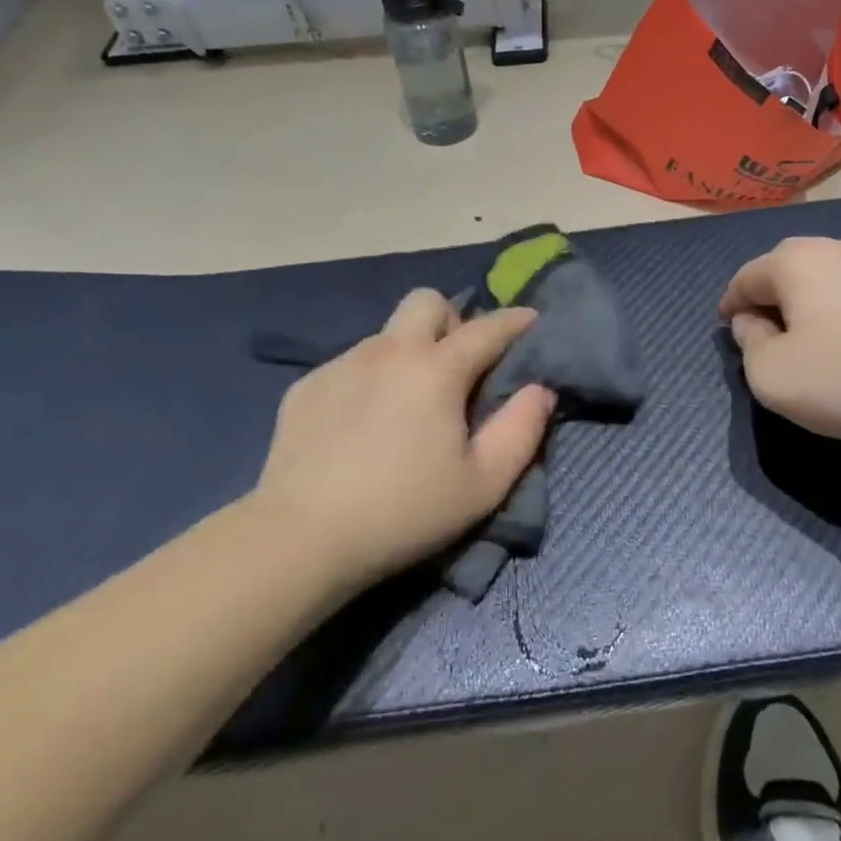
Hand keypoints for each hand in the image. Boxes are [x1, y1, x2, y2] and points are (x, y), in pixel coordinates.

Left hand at [251, 290, 555, 592]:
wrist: (301, 538)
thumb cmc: (405, 512)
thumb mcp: (484, 483)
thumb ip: (522, 429)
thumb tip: (540, 390)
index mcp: (436, 369)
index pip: (488, 328)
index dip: (516, 321)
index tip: (531, 320)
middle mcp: (389, 351)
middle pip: (426, 301)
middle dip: (450, 321)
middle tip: (456, 367)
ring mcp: (341, 364)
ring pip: (386, 335)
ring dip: (408, 354)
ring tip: (405, 405)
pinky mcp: (306, 387)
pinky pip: (351, 365)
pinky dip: (369, 380)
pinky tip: (361, 426)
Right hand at [719, 237, 840, 447]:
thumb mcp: (774, 377)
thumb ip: (750, 347)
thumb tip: (753, 323)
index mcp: (795, 261)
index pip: (745, 278)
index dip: (731, 305)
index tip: (729, 330)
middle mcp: (835, 249)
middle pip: (786, 270)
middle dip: (769, 299)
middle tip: (765, 336)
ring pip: (825, 282)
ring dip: (808, 307)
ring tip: (809, 343)